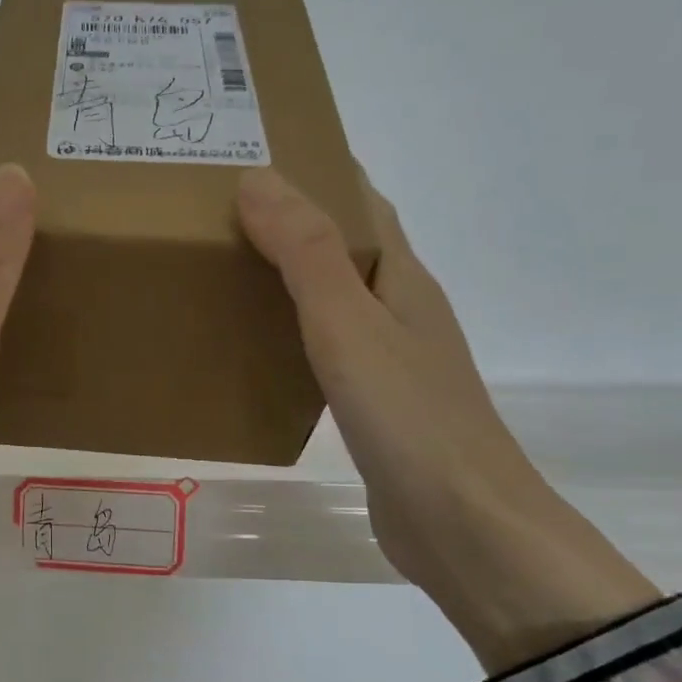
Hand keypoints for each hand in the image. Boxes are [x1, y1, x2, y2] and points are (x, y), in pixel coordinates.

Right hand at [237, 168, 659, 673]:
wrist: (462, 525)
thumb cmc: (407, 416)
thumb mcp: (348, 324)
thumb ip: (303, 254)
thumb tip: (257, 178)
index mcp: (403, 279)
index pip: (361, 204)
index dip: (317, 173)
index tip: (256, 156)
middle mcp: (402, 311)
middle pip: (346, 249)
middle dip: (293, 223)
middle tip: (219, 216)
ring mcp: (392, 362)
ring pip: (335, 301)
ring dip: (290, 279)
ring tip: (226, 272)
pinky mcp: (375, 407)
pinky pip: (327, 351)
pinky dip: (292, 334)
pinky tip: (258, 350)